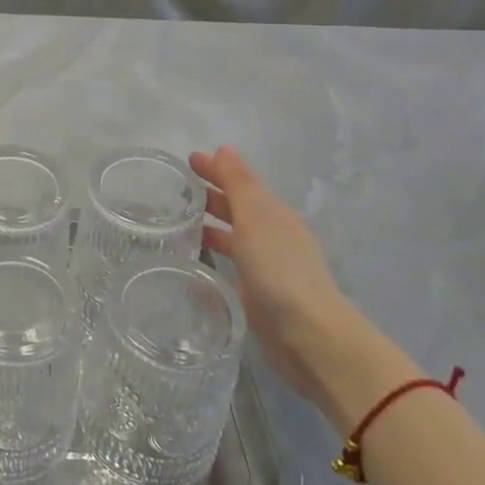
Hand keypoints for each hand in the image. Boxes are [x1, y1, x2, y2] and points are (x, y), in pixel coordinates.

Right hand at [191, 147, 374, 410]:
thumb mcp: (255, 216)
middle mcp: (271, 238)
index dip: (215, 170)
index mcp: (273, 215)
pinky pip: (230, 272)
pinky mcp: (257, 299)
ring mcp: (266, 270)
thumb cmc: (279, 268)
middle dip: (210, 197)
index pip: (240, 184)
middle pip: (237, 210)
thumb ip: (238, 183)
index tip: (187, 160)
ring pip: (233, 241)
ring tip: (176, 227)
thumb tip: (224, 148)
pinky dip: (212, 264)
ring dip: (210, 230)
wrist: (309, 336)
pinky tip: (189, 270)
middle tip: (175, 191)